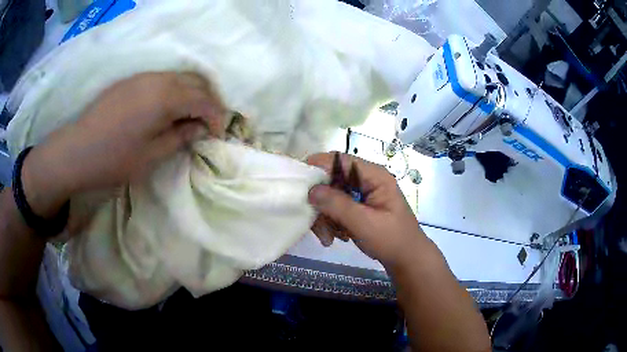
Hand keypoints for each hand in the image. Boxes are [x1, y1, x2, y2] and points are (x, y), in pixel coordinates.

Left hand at [21, 72, 225, 218]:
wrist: (76, 151)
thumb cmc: (114, 159)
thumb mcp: (152, 156)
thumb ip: (180, 137)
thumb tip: (200, 128)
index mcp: (165, 97)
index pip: (204, 99)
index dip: (216, 116)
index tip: (217, 135)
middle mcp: (158, 79)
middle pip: (196, 81)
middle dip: (208, 101)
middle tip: (208, 124)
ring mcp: (143, 77)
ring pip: (179, 77)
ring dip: (191, 94)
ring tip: (190, 117)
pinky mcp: (131, 81)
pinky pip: (162, 79)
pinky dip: (174, 91)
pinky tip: (167, 109)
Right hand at [307, 153, 428, 268]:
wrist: (406, 259)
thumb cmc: (391, 239)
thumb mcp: (364, 223)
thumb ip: (338, 205)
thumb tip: (311, 189)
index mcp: (374, 176)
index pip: (341, 160)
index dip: (318, 166)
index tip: (299, 182)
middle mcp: (366, 180)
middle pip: (332, 180)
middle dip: (321, 203)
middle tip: (317, 226)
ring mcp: (362, 194)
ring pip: (331, 196)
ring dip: (325, 217)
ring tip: (330, 238)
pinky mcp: (358, 206)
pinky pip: (336, 208)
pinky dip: (331, 222)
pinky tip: (337, 237)